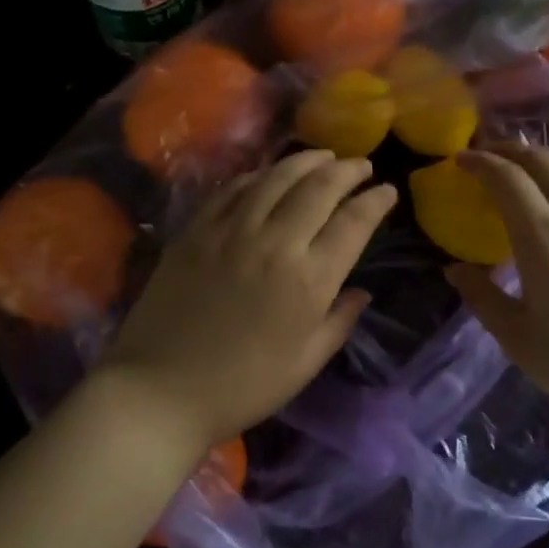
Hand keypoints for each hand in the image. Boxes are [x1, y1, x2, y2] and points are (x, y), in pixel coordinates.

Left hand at [98, 149, 396, 455]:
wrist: (160, 390)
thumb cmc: (242, 387)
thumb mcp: (305, 364)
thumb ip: (339, 321)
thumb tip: (361, 291)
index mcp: (309, 280)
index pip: (354, 223)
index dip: (376, 201)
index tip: (388, 190)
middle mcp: (275, 242)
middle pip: (319, 188)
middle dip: (347, 170)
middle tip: (361, 166)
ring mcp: (231, 230)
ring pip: (277, 177)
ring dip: (306, 161)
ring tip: (324, 156)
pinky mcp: (196, 229)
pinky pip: (233, 188)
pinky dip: (259, 175)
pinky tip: (269, 174)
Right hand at [444, 144, 548, 441]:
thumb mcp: (517, 339)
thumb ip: (482, 298)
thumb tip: (455, 270)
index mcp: (543, 238)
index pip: (508, 179)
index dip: (481, 162)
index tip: (461, 159)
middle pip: (546, 162)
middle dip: (513, 150)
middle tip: (490, 155)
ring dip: (548, 161)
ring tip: (529, 170)